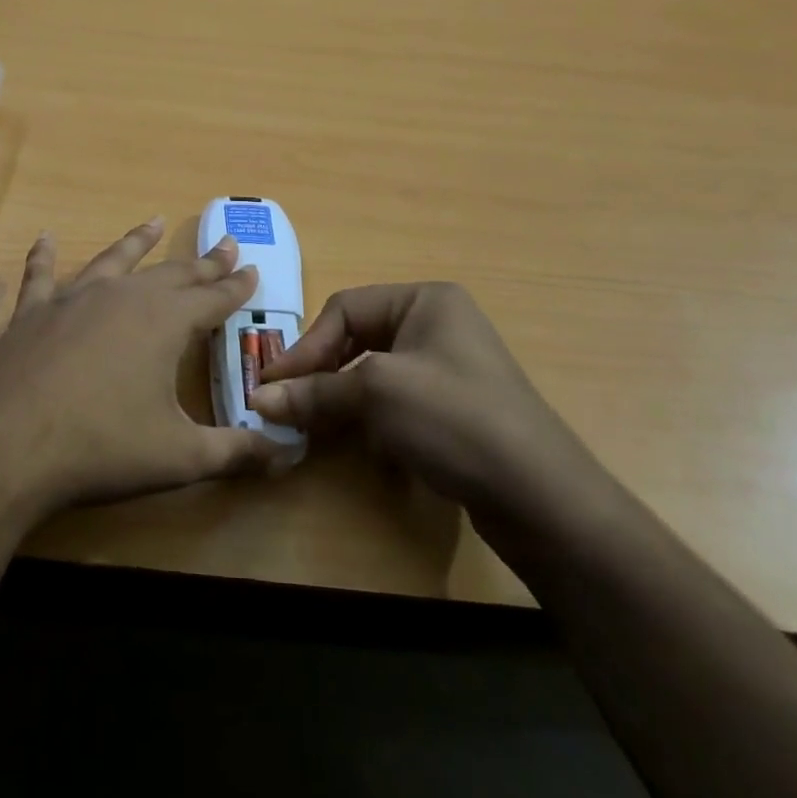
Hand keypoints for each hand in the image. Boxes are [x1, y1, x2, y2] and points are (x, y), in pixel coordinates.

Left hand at [0, 218, 286, 525]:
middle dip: (202, 262)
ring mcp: (73, 300)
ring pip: (114, 260)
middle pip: (172, 273)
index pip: (213, 298)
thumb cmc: (101, 448)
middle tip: (225, 245)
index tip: (252, 268)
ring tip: (155, 222)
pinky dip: (44, 256)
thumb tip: (289, 455)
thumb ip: (237, 453)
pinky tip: (44, 238)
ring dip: (137, 242)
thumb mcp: (180, 457)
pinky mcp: (31, 313)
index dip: (236, 286)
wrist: (5, 446)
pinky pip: (41, 275)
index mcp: (164, 322)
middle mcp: (123, 297)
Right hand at [252, 282, 599, 517]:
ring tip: (315, 423)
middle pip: (357, 338)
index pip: (344, 308)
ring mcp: (449, 368)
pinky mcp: (454, 408)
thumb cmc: (454, 419)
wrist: (540, 497)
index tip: (272, 386)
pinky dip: (369, 416)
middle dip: (321, 371)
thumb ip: (314, 392)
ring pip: (373, 371)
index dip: (305, 347)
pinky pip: (396, 399)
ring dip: (341, 396)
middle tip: (287, 403)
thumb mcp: (376, 395)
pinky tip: (360, 441)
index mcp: (425, 300)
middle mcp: (438, 324)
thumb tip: (257, 399)